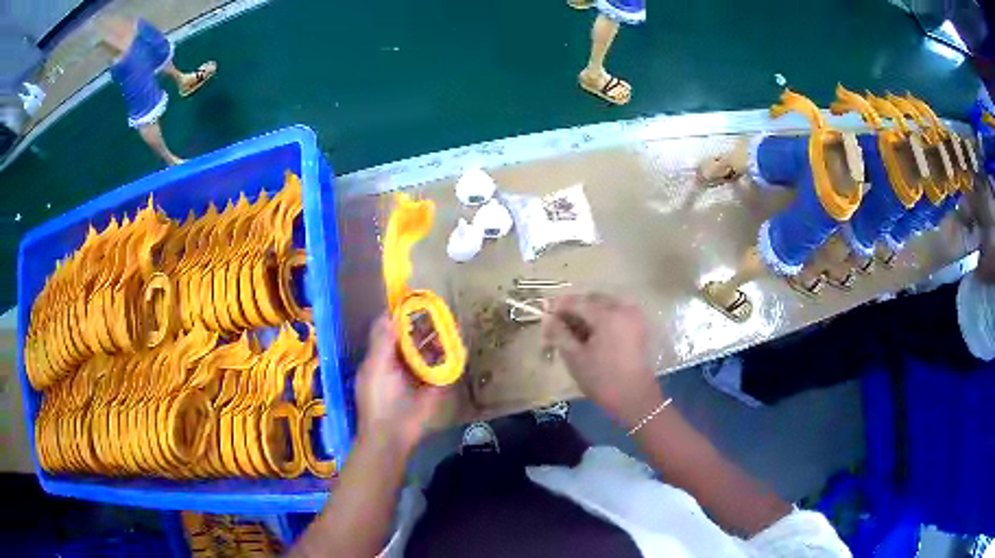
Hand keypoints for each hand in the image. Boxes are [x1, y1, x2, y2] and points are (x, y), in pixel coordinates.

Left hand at [355, 315, 447, 453]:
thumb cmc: (379, 398)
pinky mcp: (434, 388)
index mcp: (383, 357)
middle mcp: (400, 364)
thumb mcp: (376, 366)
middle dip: (424, 326)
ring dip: (439, 339)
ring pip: (429, 352)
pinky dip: (451, 358)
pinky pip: (444, 369)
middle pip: (413, 340)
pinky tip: (458, 346)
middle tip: (438, 310)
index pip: (391, 331)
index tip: (414, 302)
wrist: (392, 434)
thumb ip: (382, 341)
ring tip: (450, 325)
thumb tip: (390, 314)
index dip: (401, 317)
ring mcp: (418, 376)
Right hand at [542, 293, 663, 427]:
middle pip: (592, 300)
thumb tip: (547, 317)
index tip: (543, 309)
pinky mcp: (639, 326)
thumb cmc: (602, 379)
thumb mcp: (575, 357)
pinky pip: (615, 314)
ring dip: (587, 313)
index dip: (558, 305)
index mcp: (608, 315)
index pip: (577, 302)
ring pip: (604, 306)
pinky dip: (601, 318)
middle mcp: (623, 308)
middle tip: (555, 321)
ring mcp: (634, 316)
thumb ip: (559, 333)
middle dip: (573, 308)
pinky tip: (589, 332)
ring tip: (571, 328)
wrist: (635, 398)